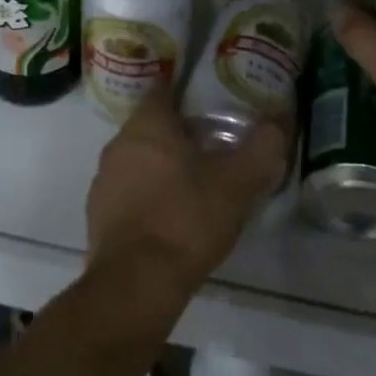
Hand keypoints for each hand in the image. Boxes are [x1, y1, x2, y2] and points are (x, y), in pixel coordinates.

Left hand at [86, 87, 286, 299]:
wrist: (136, 284)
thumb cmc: (187, 219)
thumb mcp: (237, 183)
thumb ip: (262, 148)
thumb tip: (278, 124)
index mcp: (148, 124)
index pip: (163, 90)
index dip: (185, 94)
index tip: (208, 106)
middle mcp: (119, 143)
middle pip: (150, 126)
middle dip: (177, 134)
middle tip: (210, 148)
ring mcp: (103, 180)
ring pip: (136, 160)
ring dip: (159, 168)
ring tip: (192, 187)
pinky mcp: (97, 216)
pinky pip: (126, 194)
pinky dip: (145, 198)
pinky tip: (169, 220)